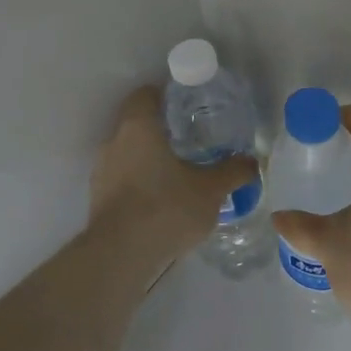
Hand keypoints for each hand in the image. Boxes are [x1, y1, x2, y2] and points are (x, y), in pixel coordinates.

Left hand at [87, 86, 257, 275]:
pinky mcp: (98, 200)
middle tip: (190, 141)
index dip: (164, 96)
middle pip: (136, 124)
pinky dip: (139, 183)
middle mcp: (113, 142)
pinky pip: (122, 180)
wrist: (121, 255)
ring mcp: (101, 172)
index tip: (186, 105)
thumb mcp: (210, 189)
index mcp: (138, 127)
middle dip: (161, 130)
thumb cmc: (166, 207)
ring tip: (178, 174)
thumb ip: (232, 171)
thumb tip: (252, 162)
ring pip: (128, 154)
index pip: (144, 95)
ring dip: (148, 159)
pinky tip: (161, 201)